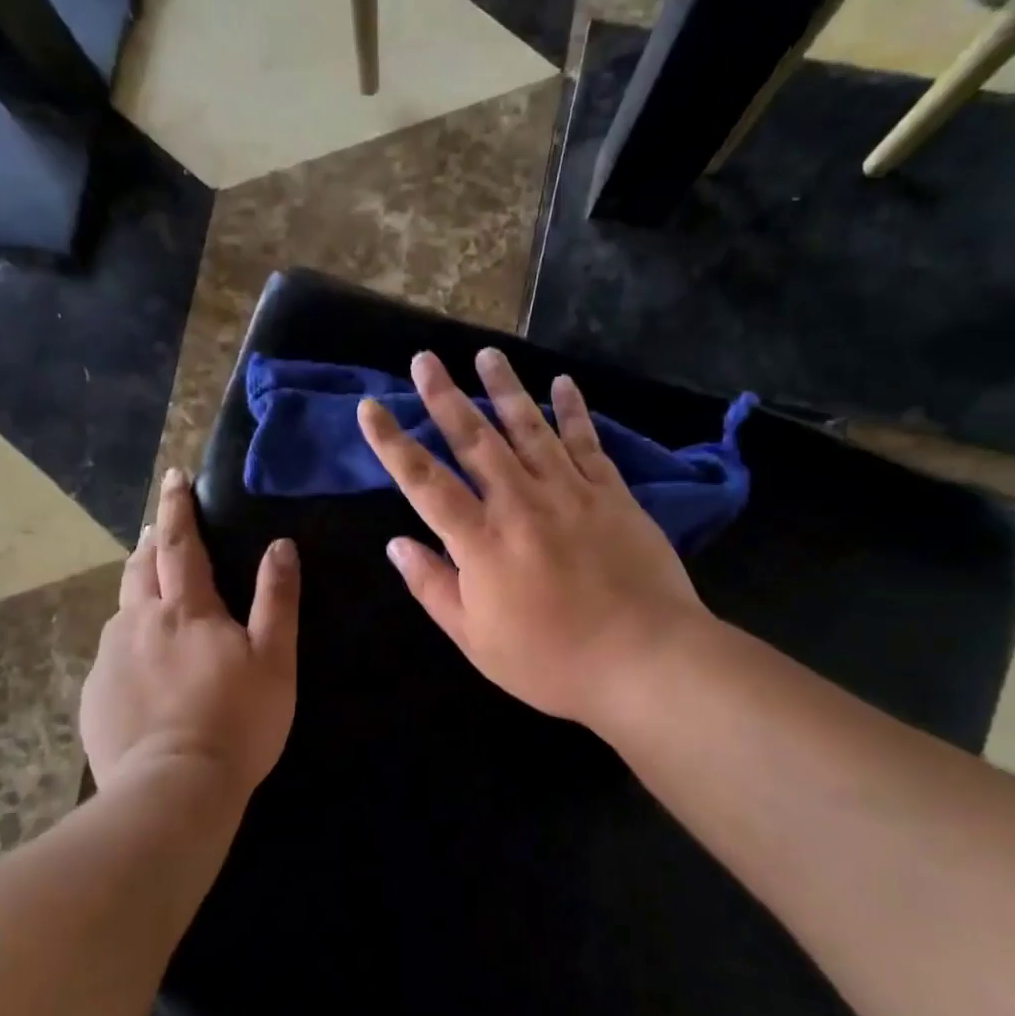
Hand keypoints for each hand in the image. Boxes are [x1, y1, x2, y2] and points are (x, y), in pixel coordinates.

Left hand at [79, 469, 299, 800]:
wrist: (173, 790)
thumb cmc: (236, 721)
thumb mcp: (274, 659)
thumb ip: (277, 599)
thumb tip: (281, 545)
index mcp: (187, 609)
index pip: (182, 543)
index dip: (180, 507)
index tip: (174, 477)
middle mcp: (140, 622)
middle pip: (141, 567)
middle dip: (153, 541)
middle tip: (161, 526)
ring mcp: (111, 659)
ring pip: (122, 608)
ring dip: (137, 586)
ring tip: (149, 586)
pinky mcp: (95, 694)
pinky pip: (112, 651)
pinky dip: (127, 639)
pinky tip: (139, 662)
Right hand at [358, 348, 714, 736]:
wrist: (644, 660)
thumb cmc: (551, 661)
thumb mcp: (476, 640)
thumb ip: (433, 587)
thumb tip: (396, 544)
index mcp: (480, 541)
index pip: (424, 481)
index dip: (393, 443)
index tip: (370, 407)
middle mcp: (519, 503)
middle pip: (475, 439)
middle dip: (445, 396)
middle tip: (425, 358)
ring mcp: (569, 492)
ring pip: (529, 428)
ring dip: (504, 388)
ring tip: (486, 354)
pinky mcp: (611, 494)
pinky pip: (587, 442)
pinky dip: (573, 411)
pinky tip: (563, 383)